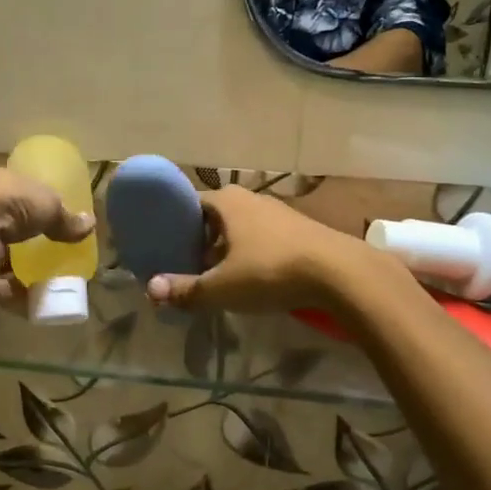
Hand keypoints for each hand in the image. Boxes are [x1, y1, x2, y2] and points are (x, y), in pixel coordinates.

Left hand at [0, 166, 93, 303]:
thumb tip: (90, 225)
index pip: (9, 194)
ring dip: (19, 271)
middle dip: (23, 243)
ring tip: (49, 282)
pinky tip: (36, 301)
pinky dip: (14, 294)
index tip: (48, 220)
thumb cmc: (5, 203)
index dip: (28, 206)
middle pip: (2, 229)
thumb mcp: (45, 202)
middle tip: (50, 254)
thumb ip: (64, 217)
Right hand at [147, 187, 387, 312]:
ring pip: (241, 228)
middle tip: (190, 269)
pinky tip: (255, 278)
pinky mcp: (299, 228)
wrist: (339, 273)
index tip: (167, 251)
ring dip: (228, 250)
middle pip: (214, 218)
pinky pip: (264, 237)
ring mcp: (278, 211)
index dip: (176, 228)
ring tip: (220, 278)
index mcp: (226, 201)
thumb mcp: (222, 287)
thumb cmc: (271, 271)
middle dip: (201, 242)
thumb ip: (186, 290)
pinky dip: (253, 254)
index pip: (189, 206)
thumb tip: (150, 291)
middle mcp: (250, 198)